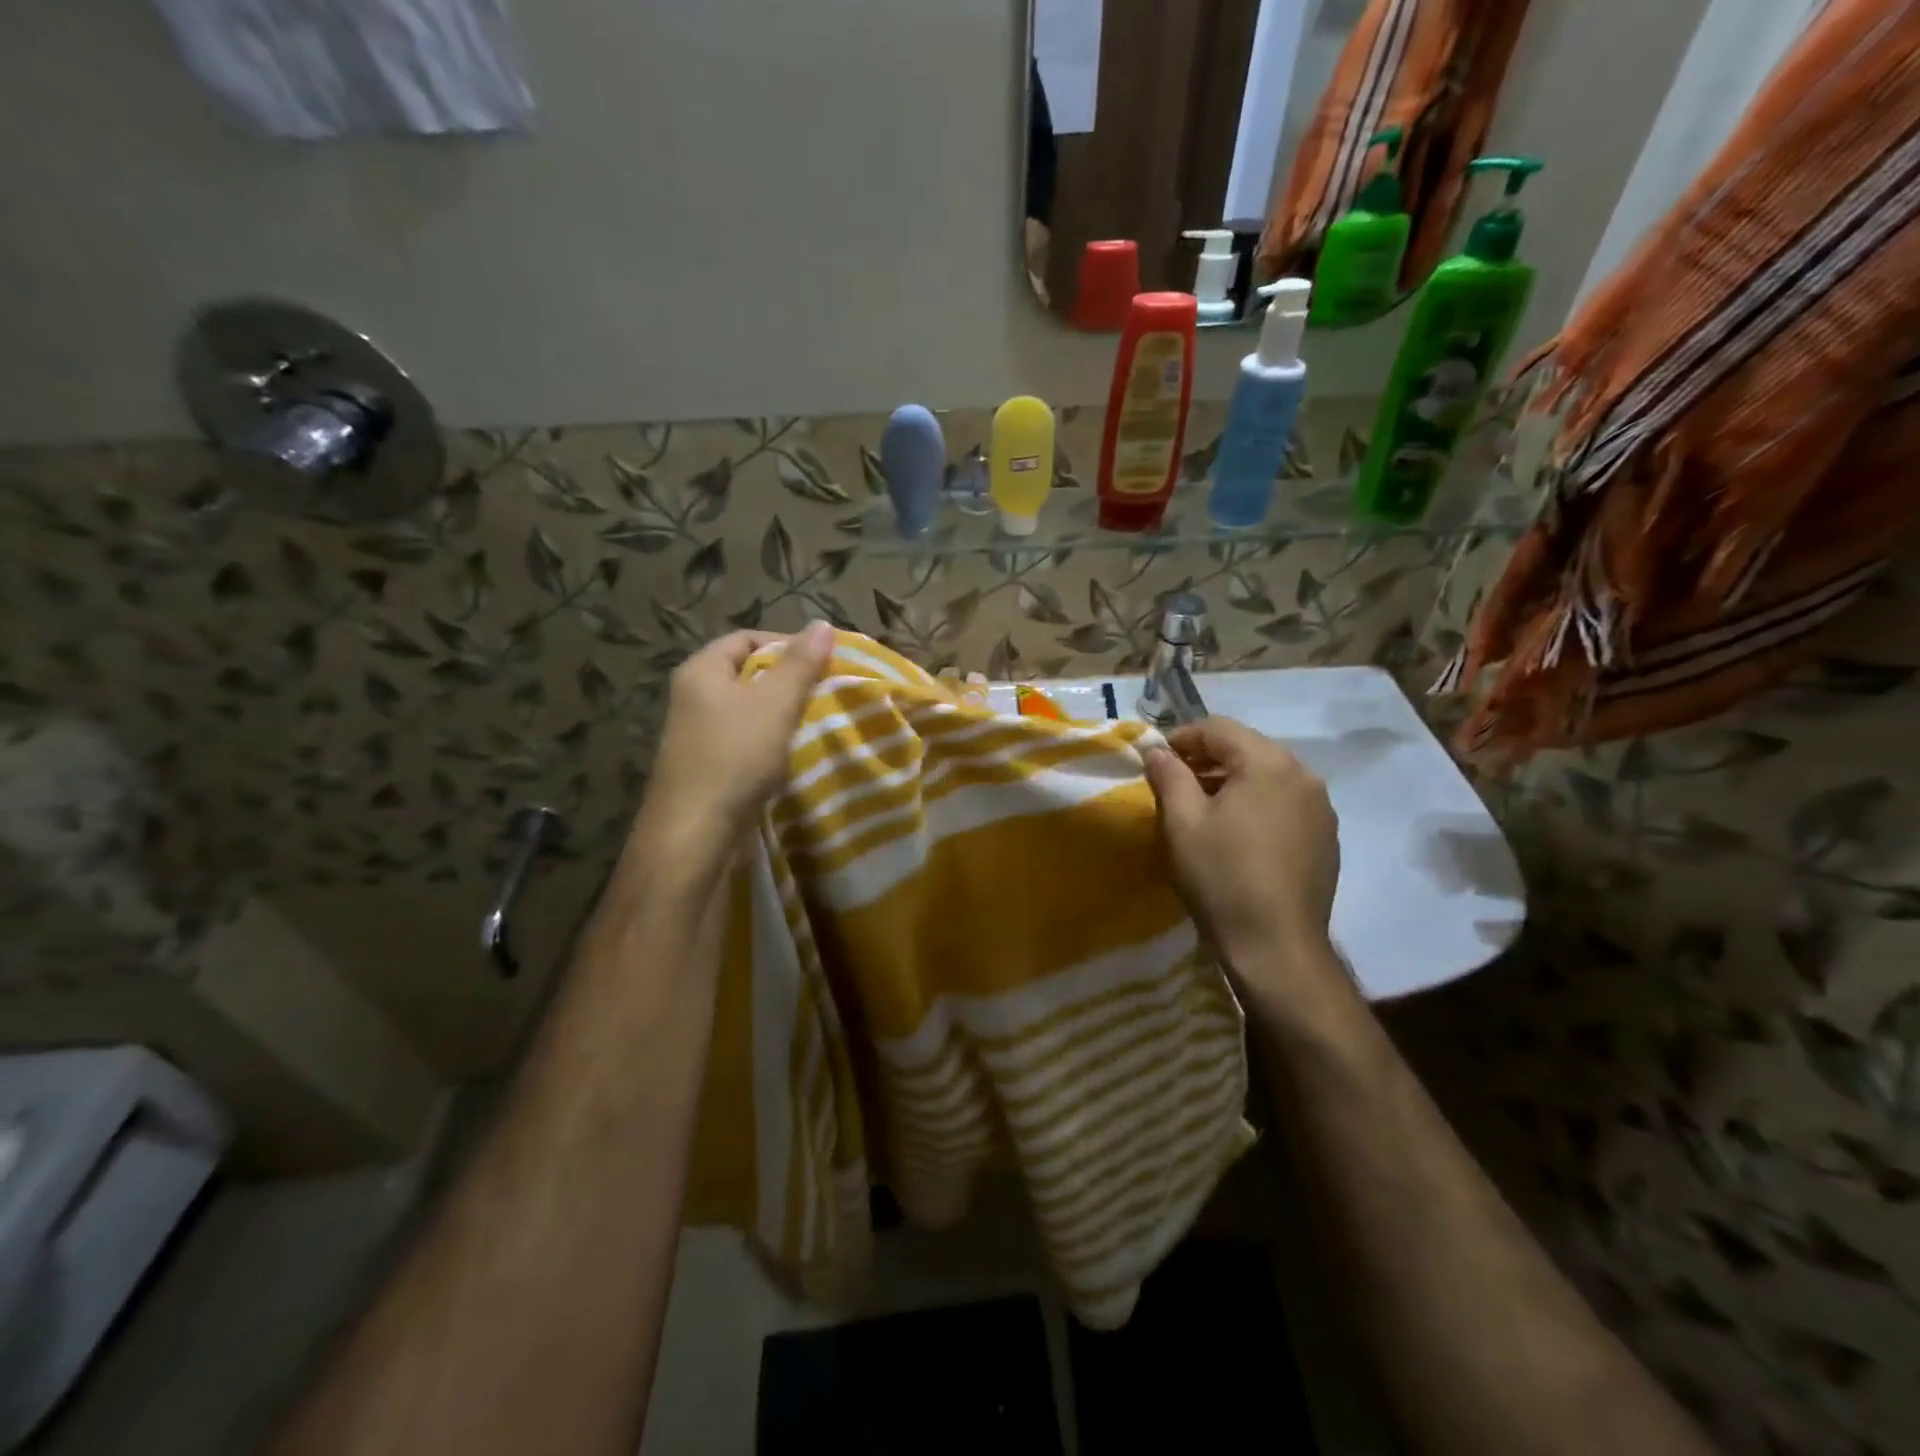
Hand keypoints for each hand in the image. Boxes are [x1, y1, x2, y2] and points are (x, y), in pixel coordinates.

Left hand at [632, 622, 834, 865]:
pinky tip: (793, 753)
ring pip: (748, 710)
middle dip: (789, 679)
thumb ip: (800, 664)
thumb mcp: (775, 704)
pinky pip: (745, 740)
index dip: (787, 643)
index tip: (824, 661)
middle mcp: (693, 696)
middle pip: (748, 673)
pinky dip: (770, 740)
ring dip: (782, 713)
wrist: (695, 833)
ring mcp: (698, 734)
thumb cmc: (735, 757)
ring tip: (816, 720)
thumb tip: (822, 623)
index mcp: (701, 671)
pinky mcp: (707, 766)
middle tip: (825, 690)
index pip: (747, 638)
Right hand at [1143, 717, 1341, 984]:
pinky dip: (1256, 805)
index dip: (1182, 738)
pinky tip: (1237, 836)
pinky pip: (1285, 804)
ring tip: (1203, 810)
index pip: (1219, 728)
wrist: (1277, 947)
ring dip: (1232, 782)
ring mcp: (1321, 808)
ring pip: (1267, 777)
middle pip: (1247, 749)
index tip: (1156, 761)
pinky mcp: (1326, 838)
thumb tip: (1157, 751)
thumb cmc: (1222, 877)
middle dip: (1207, 760)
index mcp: (1269, 763)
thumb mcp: (1182, 822)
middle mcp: (1304, 775)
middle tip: (1174, 784)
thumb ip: (1168, 775)